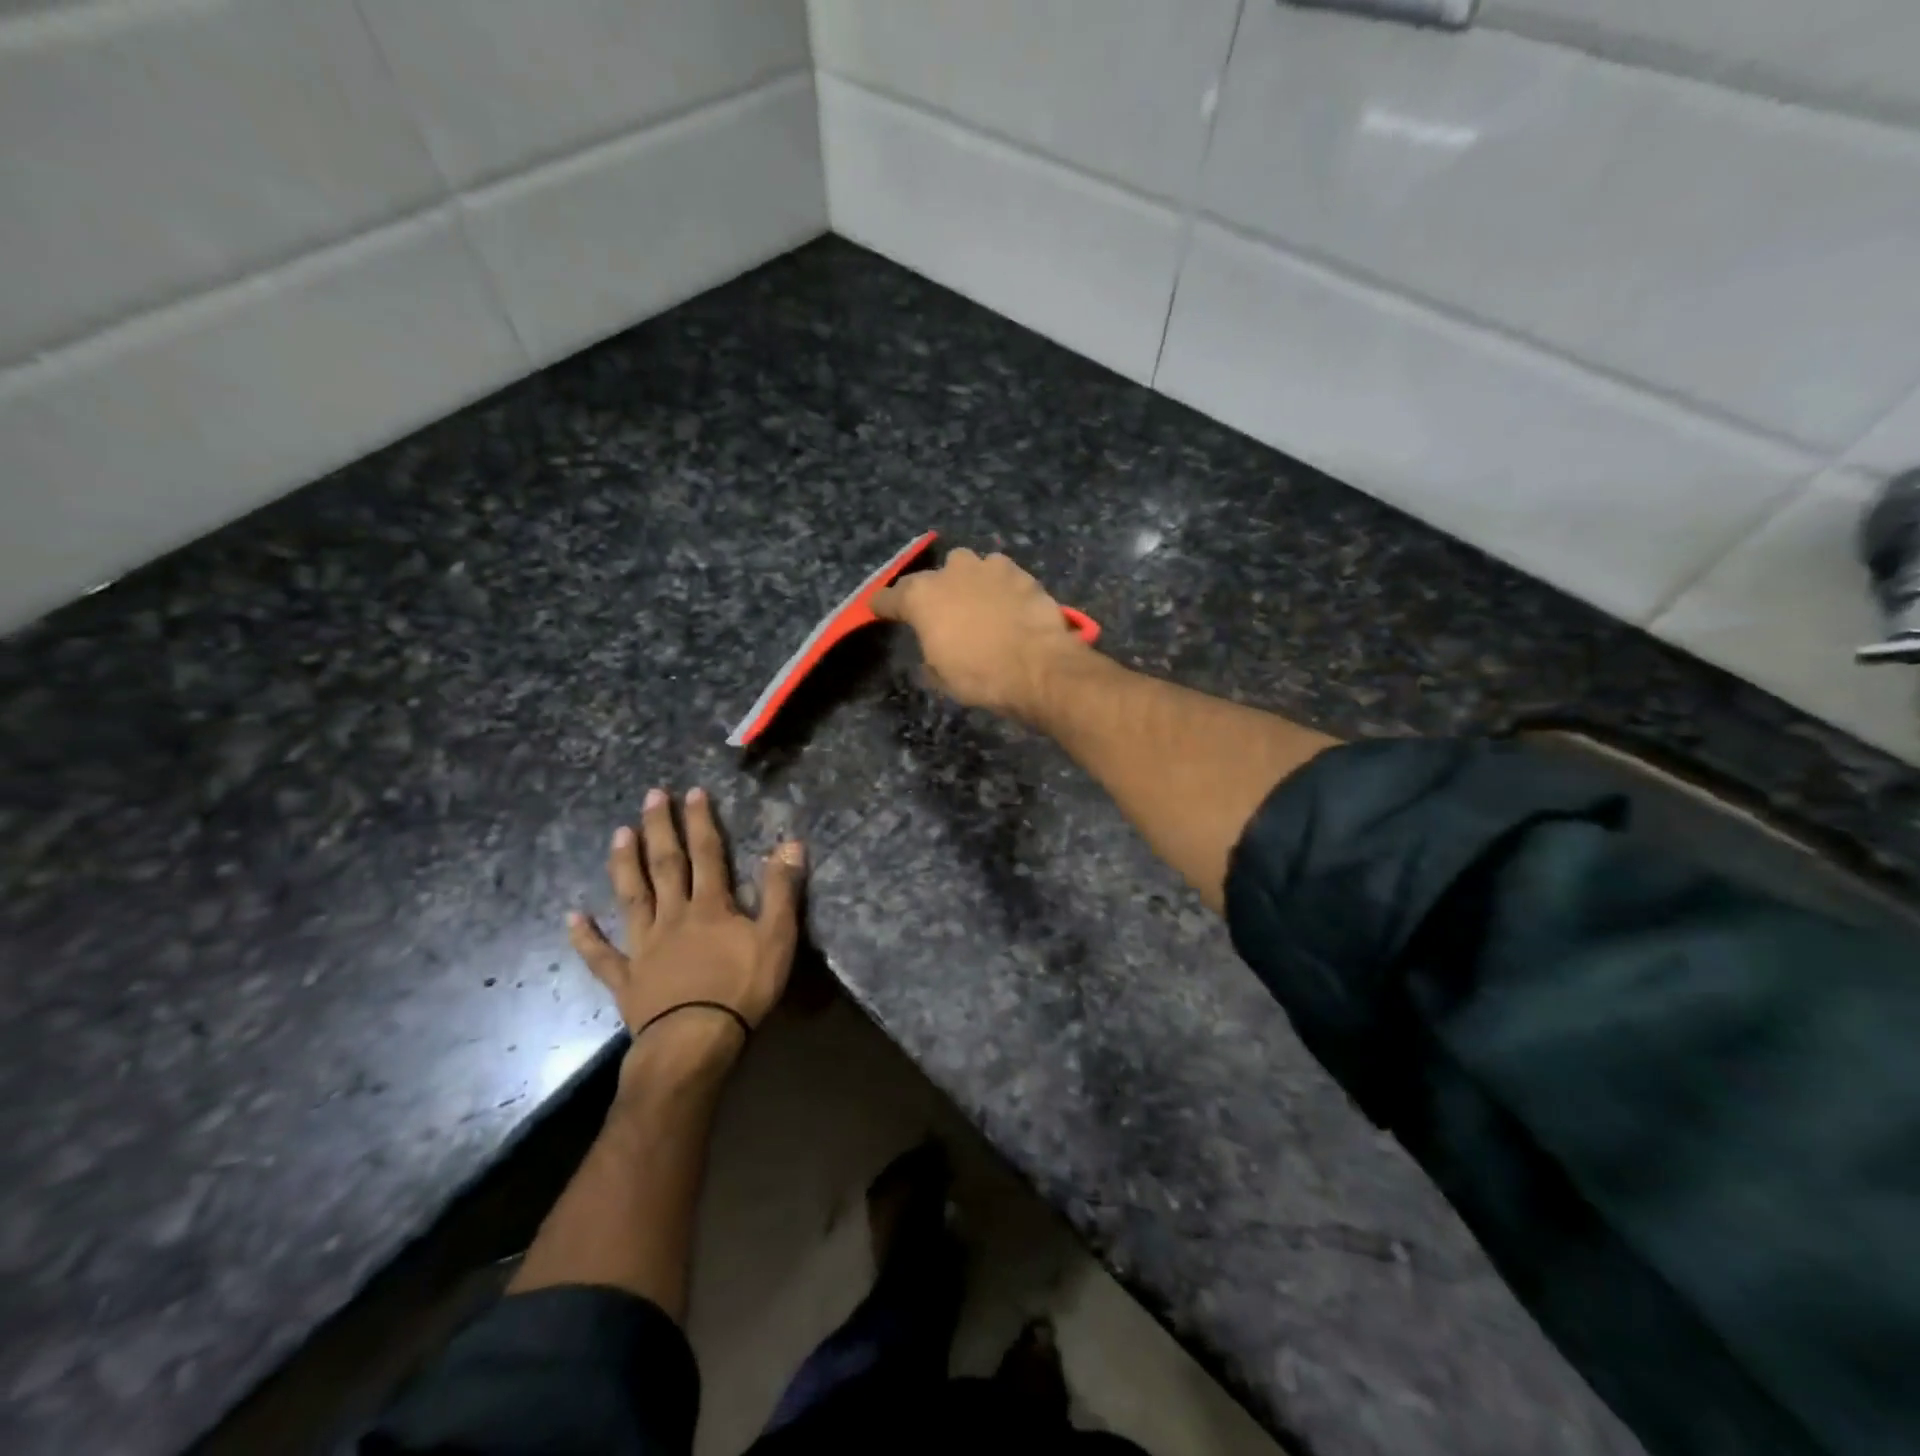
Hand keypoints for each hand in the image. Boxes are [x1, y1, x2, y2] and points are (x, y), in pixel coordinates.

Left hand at [568, 788, 804, 1058]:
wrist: (695, 1042)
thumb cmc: (742, 989)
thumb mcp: (777, 937)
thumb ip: (781, 890)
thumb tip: (790, 843)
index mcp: (710, 906)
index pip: (706, 854)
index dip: (700, 822)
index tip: (693, 793)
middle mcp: (673, 917)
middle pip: (665, 866)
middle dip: (660, 829)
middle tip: (651, 796)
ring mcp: (644, 947)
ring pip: (632, 898)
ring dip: (625, 865)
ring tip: (619, 834)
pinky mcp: (627, 980)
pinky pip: (602, 956)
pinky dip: (587, 937)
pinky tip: (573, 917)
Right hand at [870, 550, 1092, 720]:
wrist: (1039, 667)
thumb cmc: (980, 676)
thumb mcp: (941, 676)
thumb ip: (929, 653)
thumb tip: (933, 650)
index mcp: (921, 596)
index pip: (889, 597)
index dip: (882, 606)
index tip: (878, 610)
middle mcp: (950, 572)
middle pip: (933, 577)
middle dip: (935, 591)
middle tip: (943, 615)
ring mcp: (988, 567)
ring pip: (970, 567)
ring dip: (970, 582)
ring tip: (980, 606)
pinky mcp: (1021, 573)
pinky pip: (1002, 575)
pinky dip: (1000, 587)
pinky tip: (1008, 605)